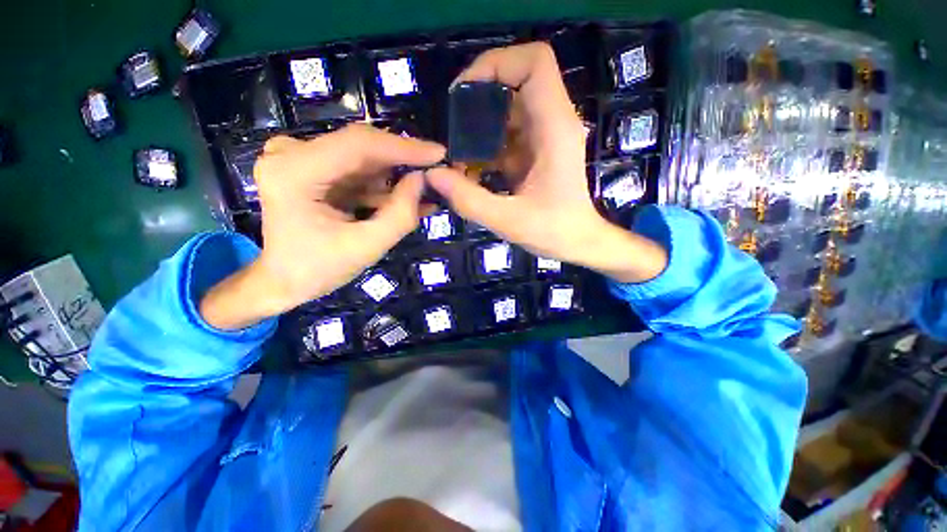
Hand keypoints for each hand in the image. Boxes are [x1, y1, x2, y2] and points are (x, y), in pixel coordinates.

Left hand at [200, 124, 444, 329]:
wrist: (283, 279)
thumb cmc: (318, 269)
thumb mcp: (366, 247)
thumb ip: (400, 215)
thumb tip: (422, 180)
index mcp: (294, 172)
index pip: (359, 145)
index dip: (403, 148)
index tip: (439, 153)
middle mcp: (290, 154)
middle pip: (361, 148)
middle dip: (403, 161)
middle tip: (437, 171)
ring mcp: (299, 158)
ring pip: (363, 159)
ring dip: (396, 175)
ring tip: (428, 190)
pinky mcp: (311, 168)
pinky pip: (356, 171)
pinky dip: (382, 185)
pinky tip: (408, 198)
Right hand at [427, 43, 666, 282]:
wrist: (579, 242)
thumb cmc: (553, 232)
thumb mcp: (508, 221)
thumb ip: (469, 200)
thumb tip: (433, 176)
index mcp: (554, 128)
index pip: (533, 62)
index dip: (497, 64)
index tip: (465, 93)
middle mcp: (553, 123)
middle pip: (517, 81)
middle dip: (480, 100)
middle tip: (454, 129)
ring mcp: (546, 137)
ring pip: (509, 110)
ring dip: (480, 128)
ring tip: (459, 157)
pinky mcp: (537, 151)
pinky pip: (508, 135)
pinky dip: (487, 147)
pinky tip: (472, 171)